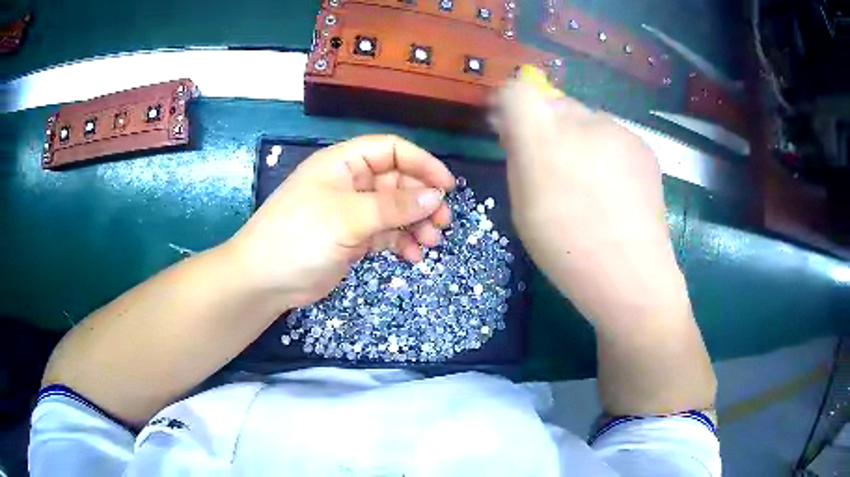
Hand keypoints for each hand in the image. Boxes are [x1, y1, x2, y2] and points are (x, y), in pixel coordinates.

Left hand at [227, 135, 454, 308]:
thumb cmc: (300, 236)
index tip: (447, 186)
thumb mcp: (347, 217)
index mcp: (343, 163)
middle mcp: (350, 182)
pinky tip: (412, 256)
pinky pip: (386, 233)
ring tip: (430, 242)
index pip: (391, 150)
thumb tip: (436, 196)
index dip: (421, 163)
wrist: (266, 280)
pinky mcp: (353, 237)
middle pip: (397, 181)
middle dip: (422, 200)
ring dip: (415, 224)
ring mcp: (352, 211)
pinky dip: (401, 242)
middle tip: (442, 222)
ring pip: (395, 210)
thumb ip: (393, 206)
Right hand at [494, 71, 684, 327]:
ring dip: (580, 137)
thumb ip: (518, 156)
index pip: (517, 91)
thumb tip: (516, 130)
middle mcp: (581, 121)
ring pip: (587, 119)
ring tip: (591, 181)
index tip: (511, 129)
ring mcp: (617, 130)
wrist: (630, 274)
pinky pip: (614, 136)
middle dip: (547, 123)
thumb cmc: (565, 248)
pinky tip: (616, 187)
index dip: (511, 105)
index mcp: (542, 138)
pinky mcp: (642, 144)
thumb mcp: (522, 204)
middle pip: (554, 102)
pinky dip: (607, 151)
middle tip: (553, 161)